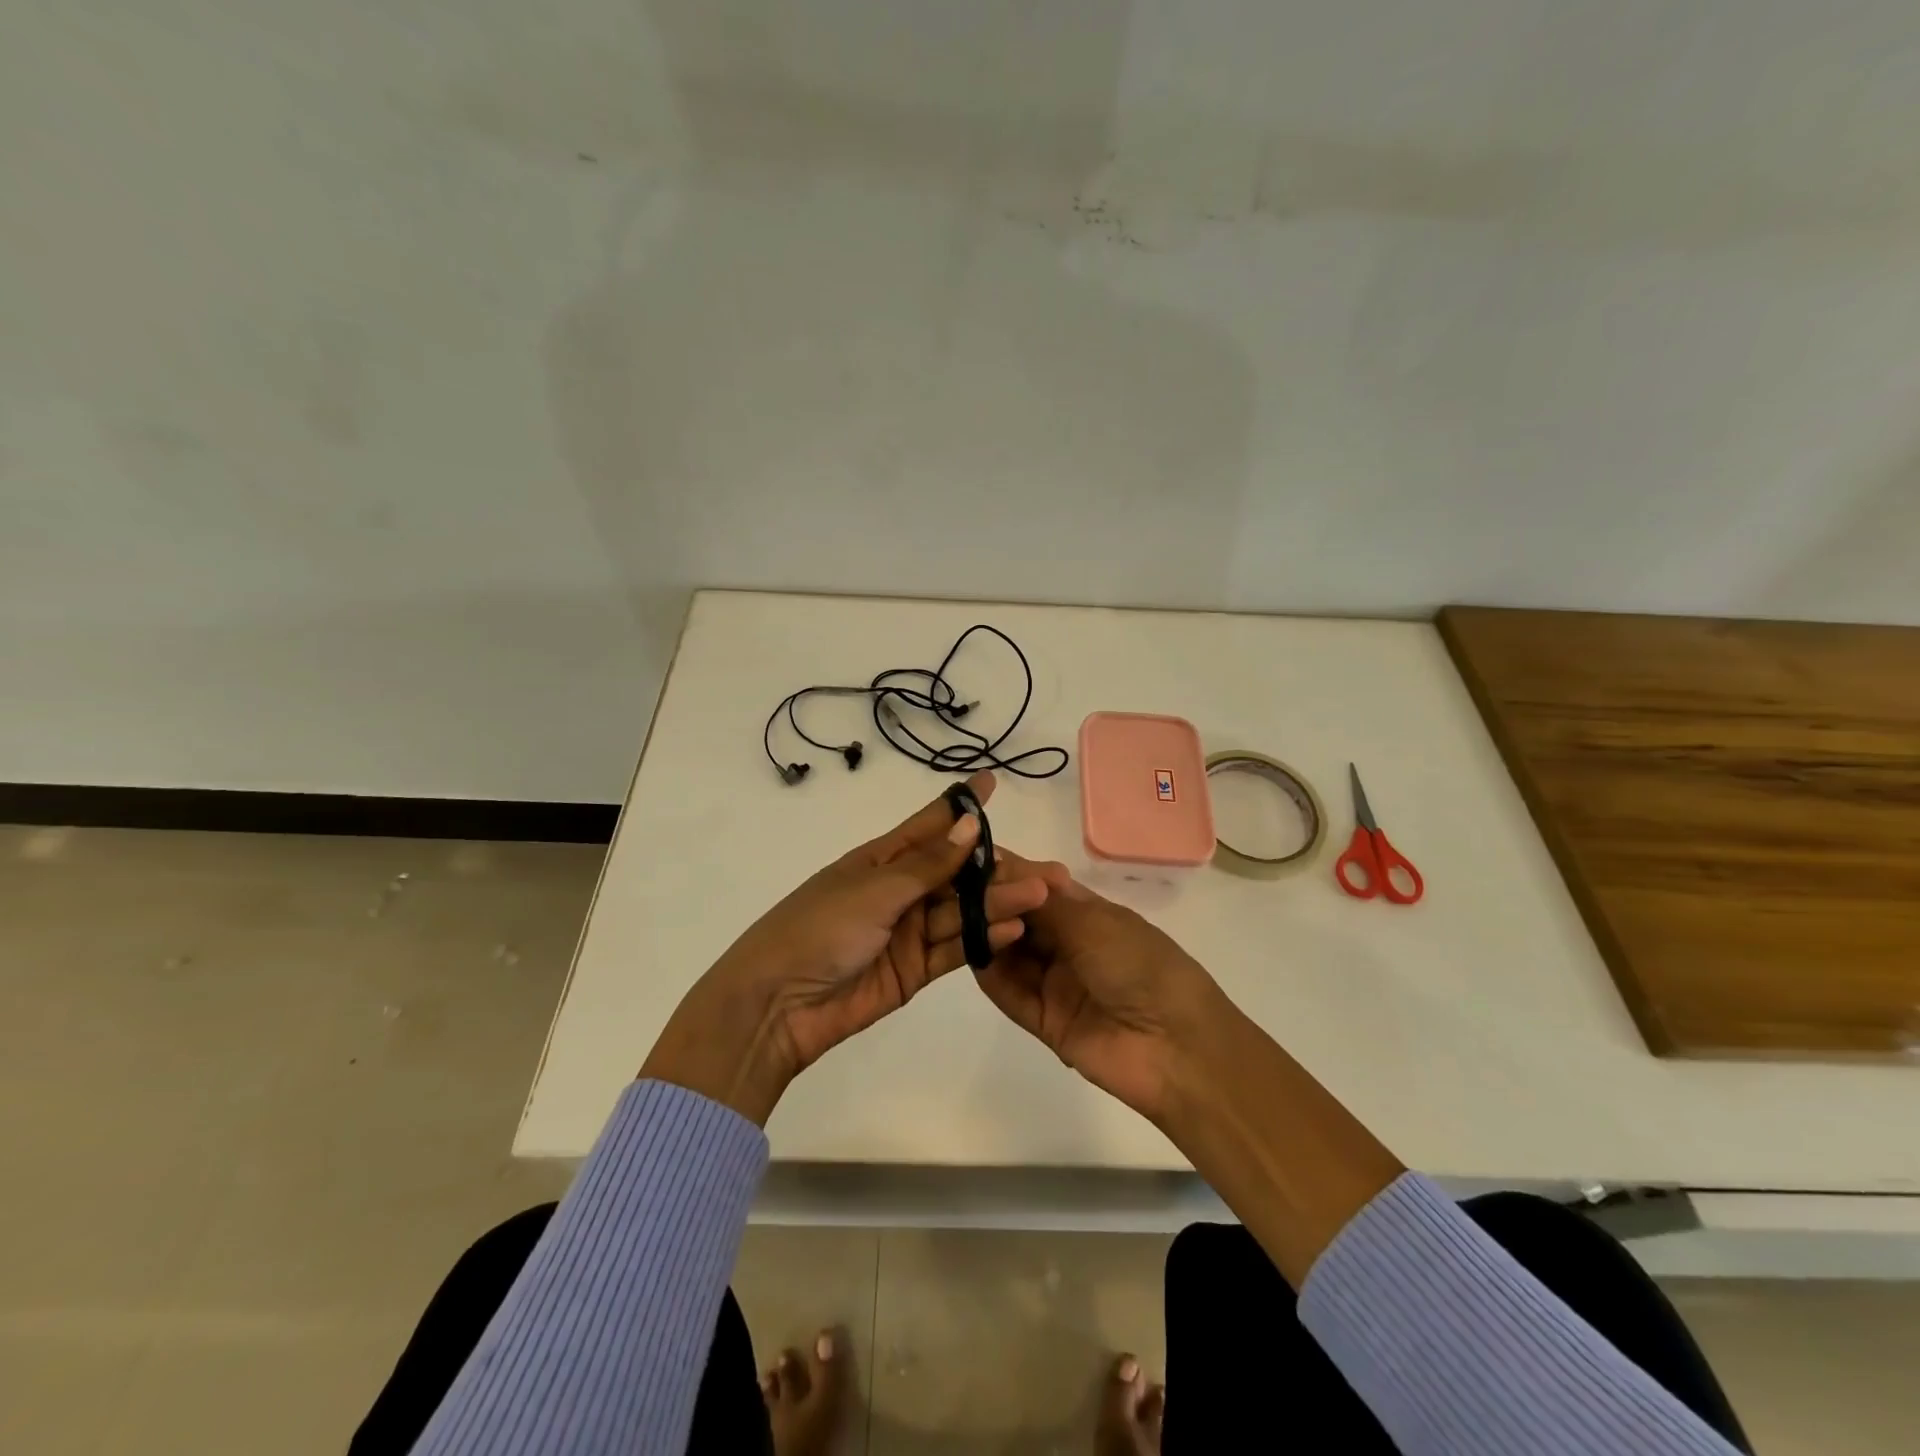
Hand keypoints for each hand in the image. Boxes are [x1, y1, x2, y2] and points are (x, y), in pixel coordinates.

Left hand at [640, 771, 1051, 1122]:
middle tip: (1043, 868)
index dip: (961, 805)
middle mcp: (899, 891)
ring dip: (997, 903)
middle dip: (995, 868)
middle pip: (955, 873)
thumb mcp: (874, 889)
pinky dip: (982, 940)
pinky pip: (955, 949)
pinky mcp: (914, 969)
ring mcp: (908, 931)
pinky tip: (1013, 929)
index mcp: (880, 860)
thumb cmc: (819, 929)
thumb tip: (969, 824)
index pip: (929, 825)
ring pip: (961, 911)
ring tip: (1039, 896)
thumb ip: (927, 864)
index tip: (991, 782)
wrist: (777, 1005)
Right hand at [972, 863, 1227, 1123]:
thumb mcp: (1093, 923)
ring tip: (961, 916)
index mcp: (1089, 914)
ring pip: (1011, 954)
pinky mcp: (1045, 1021)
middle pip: (1020, 919)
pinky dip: (990, 974)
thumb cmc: (1140, 966)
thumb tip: (1007, 863)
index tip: (972, 857)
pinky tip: (970, 953)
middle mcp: (1069, 945)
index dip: (1010, 873)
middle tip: (957, 888)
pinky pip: (1010, 994)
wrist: (1176, 1048)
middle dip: (993, 902)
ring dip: (989, 935)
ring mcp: (1056, 983)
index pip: (1039, 887)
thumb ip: (1043, 899)